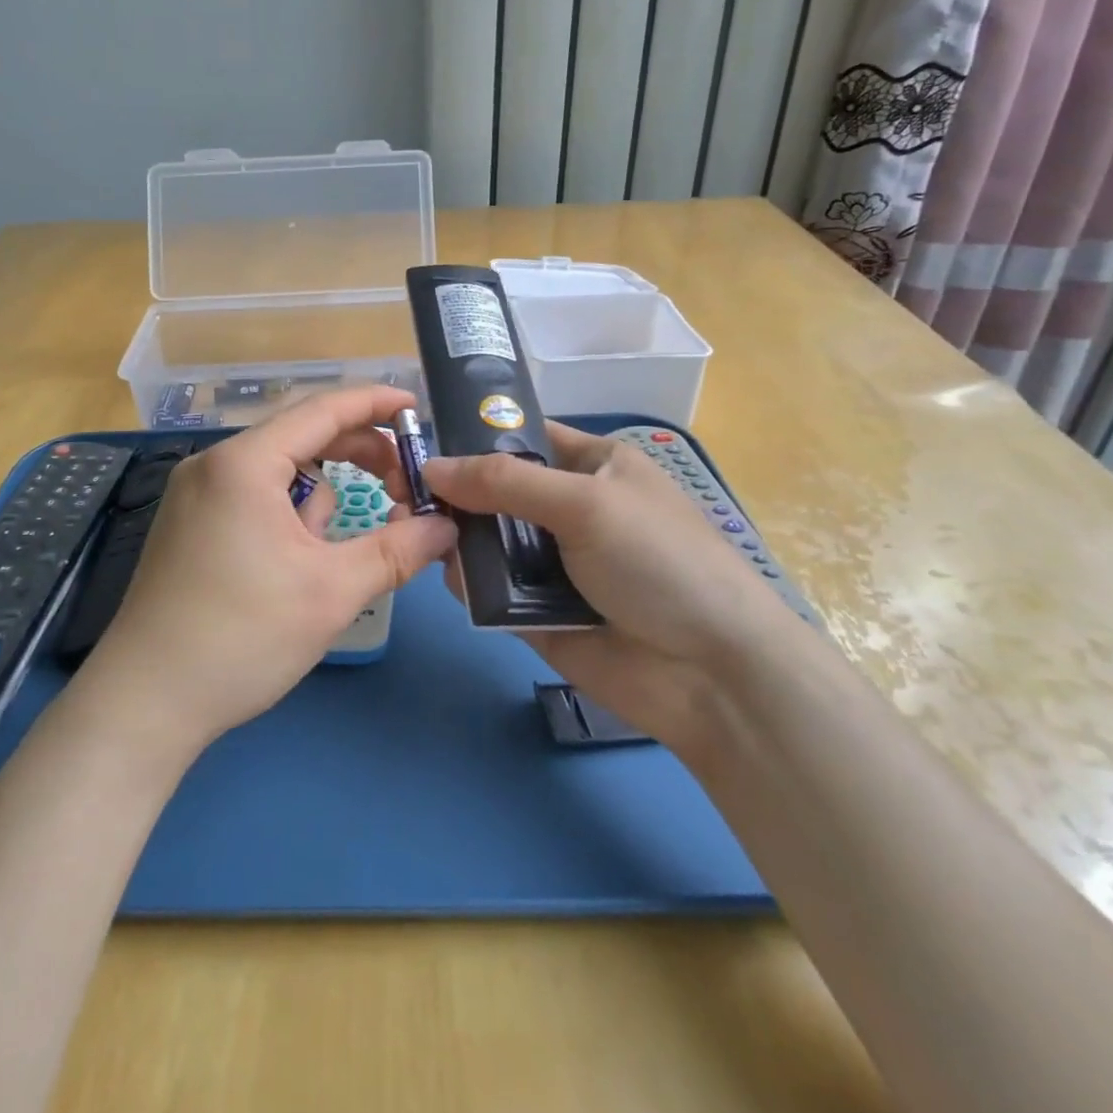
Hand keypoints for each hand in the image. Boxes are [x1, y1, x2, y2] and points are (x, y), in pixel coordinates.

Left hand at [75, 386, 457, 760]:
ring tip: (320, 565)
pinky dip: (287, 520)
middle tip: (401, 490)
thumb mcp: (332, 592)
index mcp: (244, 463)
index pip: (322, 410)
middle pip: (301, 439)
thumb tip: (447, 528)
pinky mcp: (188, 526)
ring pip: (279, 478)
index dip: (375, 404)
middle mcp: (214, 465)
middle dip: (355, 461)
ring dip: (317, 508)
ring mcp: (194, 495)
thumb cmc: (242, 637)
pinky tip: (289, 571)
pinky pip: (253, 501)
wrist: (145, 702)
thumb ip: (397, 550)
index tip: (416, 409)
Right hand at [423, 424, 802, 754]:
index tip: (419, 442)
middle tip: (401, 494)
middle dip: (454, 493)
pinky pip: (491, 590)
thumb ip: (505, 481)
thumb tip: (431, 466)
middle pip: (496, 492)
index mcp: (594, 467)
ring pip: (488, 542)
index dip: (474, 438)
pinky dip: (469, 583)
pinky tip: (451, 578)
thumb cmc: (659, 561)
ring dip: (455, 538)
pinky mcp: (537, 614)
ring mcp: (553, 564)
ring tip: (413, 531)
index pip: (524, 438)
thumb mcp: (587, 502)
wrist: (711, 674)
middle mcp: (570, 510)